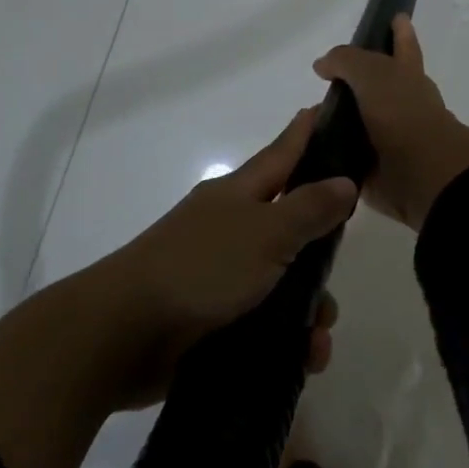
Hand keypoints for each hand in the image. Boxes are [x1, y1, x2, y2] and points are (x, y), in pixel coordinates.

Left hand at [92, 107, 355, 408]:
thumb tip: (345, 180)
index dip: (306, 133)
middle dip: (321, 248)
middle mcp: (231, 228)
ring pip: (283, 282)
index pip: (282, 153)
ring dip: (308, 309)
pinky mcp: (215, 319)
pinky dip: (288, 340)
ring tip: (319, 338)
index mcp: (239, 195)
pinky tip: (305, 358)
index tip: (327, 108)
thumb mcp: (265, 233)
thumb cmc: (200, 268)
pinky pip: (266, 323)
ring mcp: (220, 274)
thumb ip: (309, 208)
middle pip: (290, 223)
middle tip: (341, 265)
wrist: (123, 335)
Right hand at [313, 14, 468, 229]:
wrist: (421, 173)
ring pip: (359, 123)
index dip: (400, 32)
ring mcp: (389, 139)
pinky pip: (346, 157)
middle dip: (355, 83)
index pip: (403, 46)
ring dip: (336, 121)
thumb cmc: (402, 113)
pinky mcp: (375, 170)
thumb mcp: (372, 72)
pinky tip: (306, 149)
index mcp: (407, 77)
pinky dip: (330, 153)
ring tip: (305, 117)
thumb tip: (323, 65)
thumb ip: (346, 60)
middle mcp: (401, 105)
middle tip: (326, 82)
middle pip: (377, 86)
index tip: (396, 17)